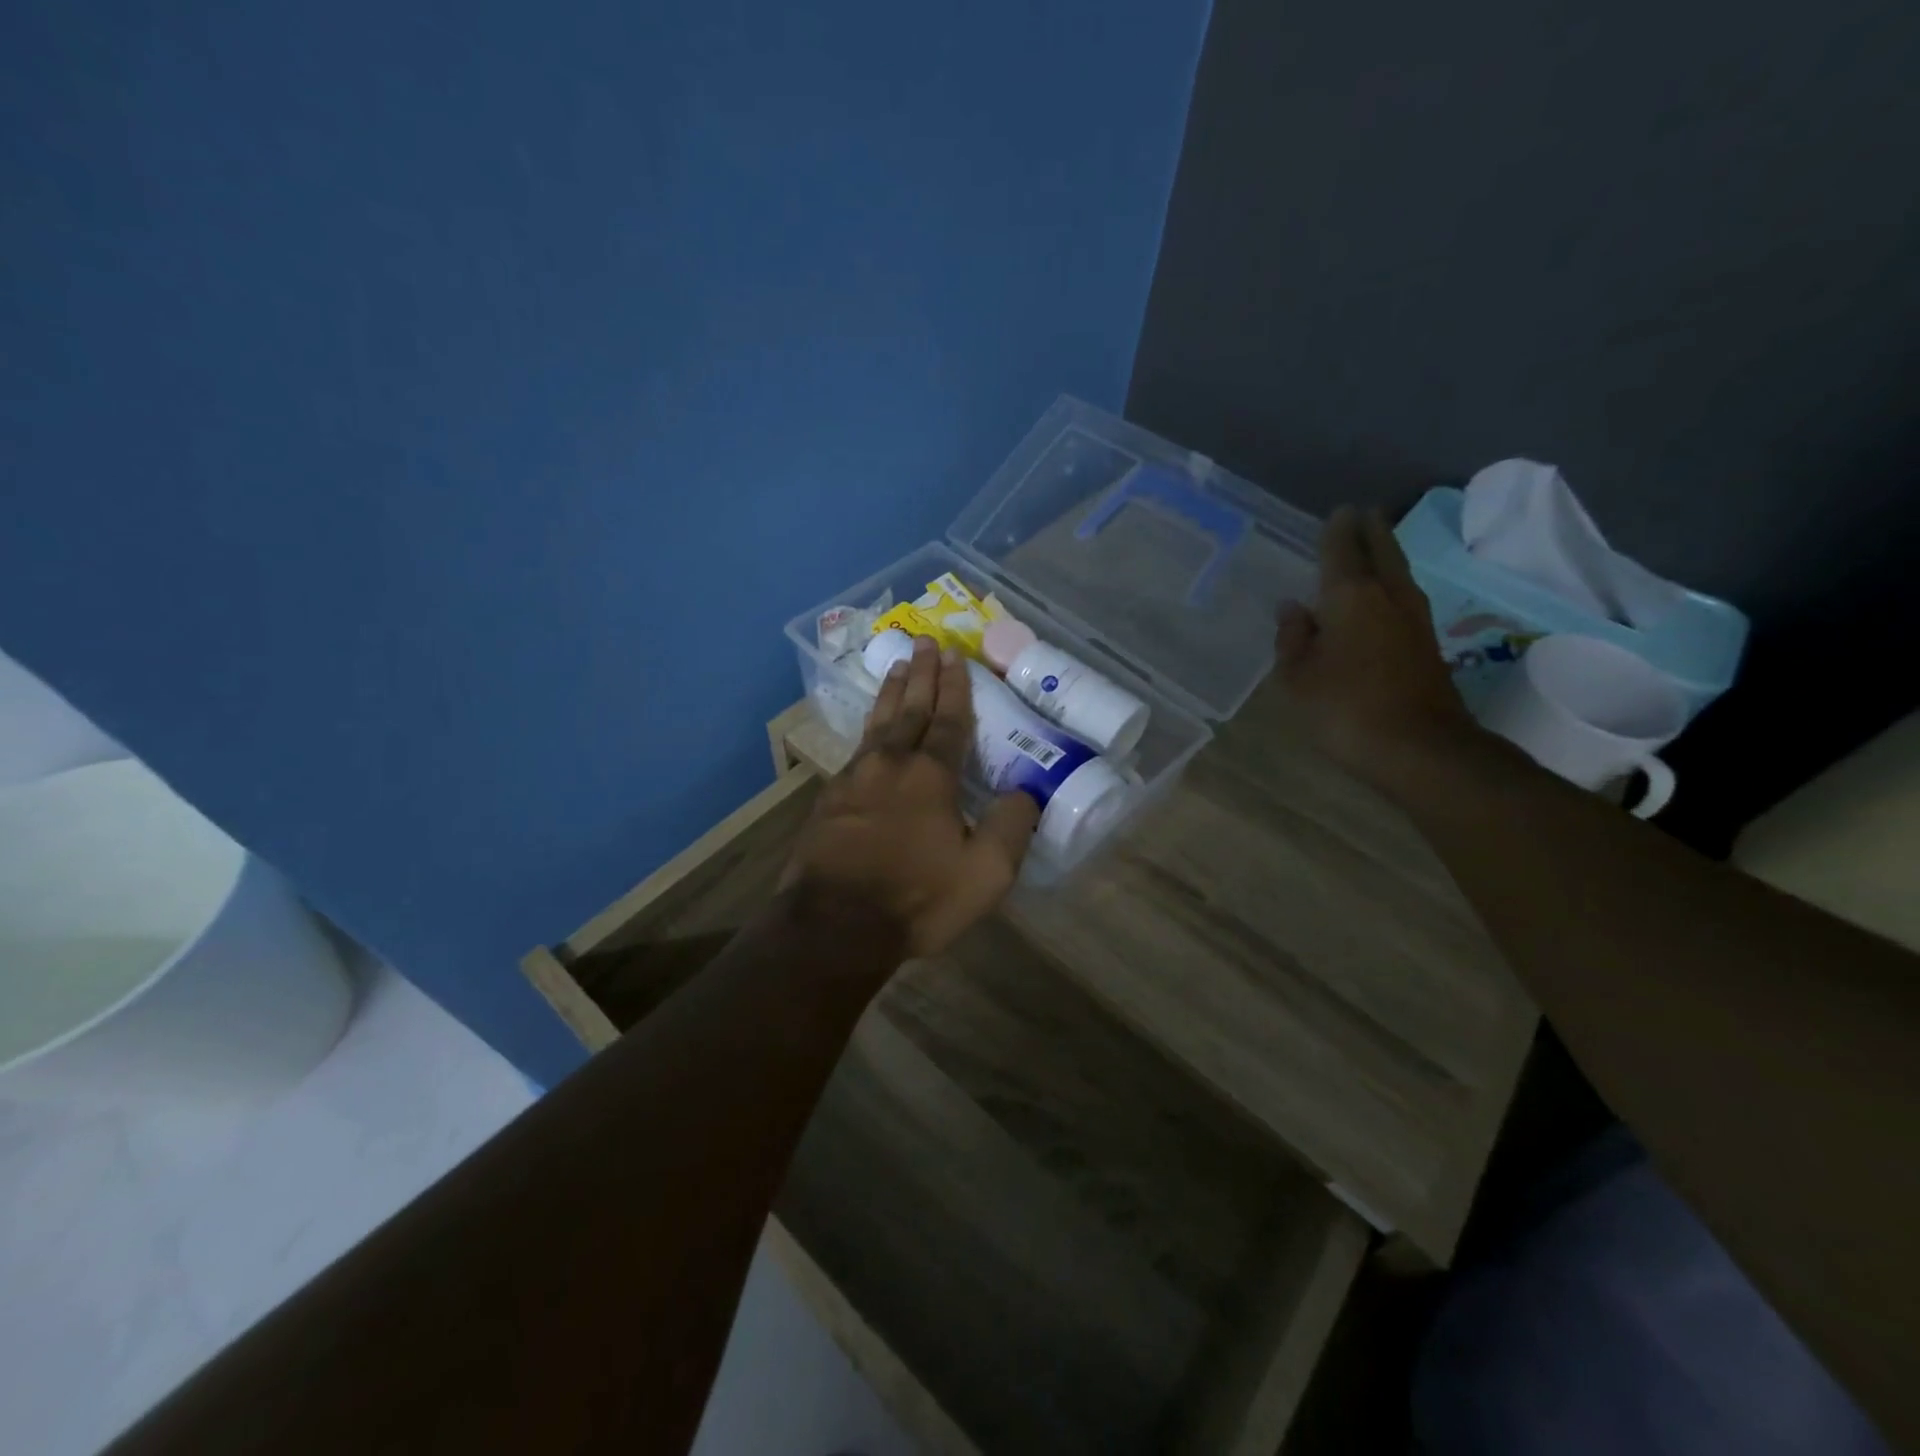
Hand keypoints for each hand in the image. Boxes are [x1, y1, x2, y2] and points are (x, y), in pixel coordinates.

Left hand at [784, 636, 1039, 957]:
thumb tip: (1026, 792)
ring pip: (877, 724)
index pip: (947, 720)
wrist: (834, 927)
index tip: (953, 655)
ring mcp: (854, 780)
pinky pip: (856, 750)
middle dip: (920, 674)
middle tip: (923, 641)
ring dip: (890, 692)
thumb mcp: (985, 874)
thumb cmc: (916, 899)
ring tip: (896, 665)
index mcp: (931, 776)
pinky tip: (869, 731)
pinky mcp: (830, 801)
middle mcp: (890, 765)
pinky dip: (869, 729)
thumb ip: (1011, 828)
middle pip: (909, 709)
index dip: (954, 687)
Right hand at [1276, 505, 1476, 785]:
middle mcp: (1388, 596)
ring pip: (1399, 572)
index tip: (1338, 511)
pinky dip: (1391, 584)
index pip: (1342, 550)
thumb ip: (1292, 638)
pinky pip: (1404, 597)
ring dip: (1387, 554)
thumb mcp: (1297, 677)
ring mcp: (1415, 619)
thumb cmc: (1344, 707)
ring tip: (1374, 545)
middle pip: (1382, 551)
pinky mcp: (1427, 643)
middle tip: (1362, 514)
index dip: (1337, 530)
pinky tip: (1381, 596)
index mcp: (1351, 596)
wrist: (1418, 748)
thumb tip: (1294, 608)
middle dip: (1371, 531)